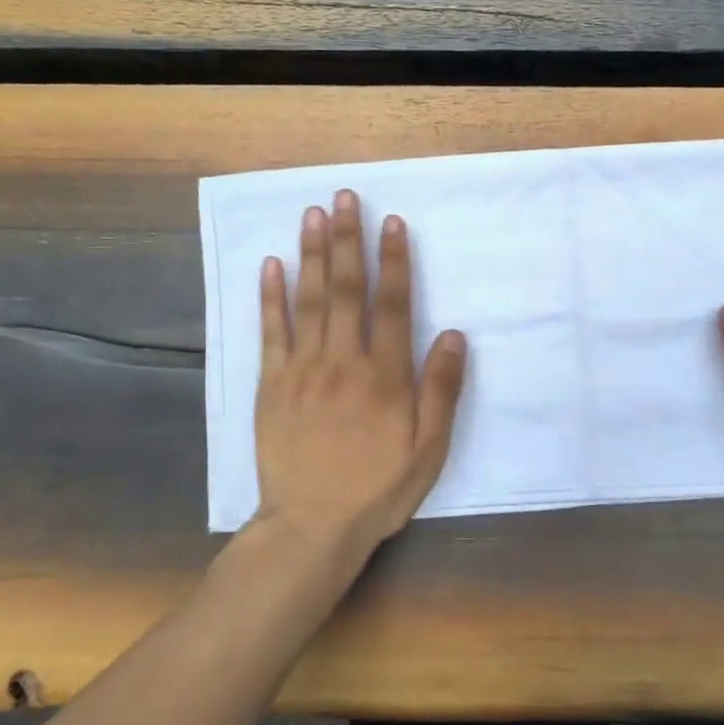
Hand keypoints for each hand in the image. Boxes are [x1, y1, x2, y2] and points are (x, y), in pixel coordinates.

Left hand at [254, 190, 466, 559]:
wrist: (310, 527)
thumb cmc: (378, 489)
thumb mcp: (428, 449)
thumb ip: (441, 390)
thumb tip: (452, 333)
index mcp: (385, 376)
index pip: (393, 305)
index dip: (394, 261)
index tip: (392, 223)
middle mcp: (343, 361)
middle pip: (347, 290)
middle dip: (349, 240)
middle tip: (345, 197)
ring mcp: (302, 370)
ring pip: (309, 301)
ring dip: (312, 254)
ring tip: (313, 214)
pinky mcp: (271, 384)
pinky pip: (270, 332)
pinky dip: (270, 296)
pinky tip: (271, 265)